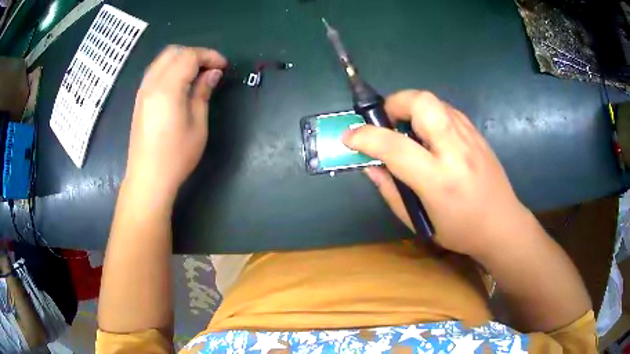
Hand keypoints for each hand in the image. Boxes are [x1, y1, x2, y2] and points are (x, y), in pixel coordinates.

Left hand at [125, 46, 226, 200]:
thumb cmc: (176, 155)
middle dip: (195, 54)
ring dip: (182, 59)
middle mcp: (152, 83)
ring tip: (197, 74)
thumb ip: (203, 93)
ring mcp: (143, 91)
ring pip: (162, 59)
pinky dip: (170, 68)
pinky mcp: (139, 99)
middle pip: (174, 52)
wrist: (148, 178)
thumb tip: (213, 73)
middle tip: (210, 69)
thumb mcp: (197, 124)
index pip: (189, 56)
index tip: (223, 67)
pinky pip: (155, 71)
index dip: (209, 56)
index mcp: (167, 88)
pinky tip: (180, 83)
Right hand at [343, 90, 530, 255]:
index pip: (395, 146)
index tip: (350, 137)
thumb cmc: (461, 231)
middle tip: (387, 122)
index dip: (365, 137)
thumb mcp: (420, 222)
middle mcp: (456, 151)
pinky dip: (429, 115)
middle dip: (395, 103)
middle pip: (422, 102)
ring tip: (408, 131)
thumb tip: (370, 165)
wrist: (503, 224)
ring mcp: (470, 137)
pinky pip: (446, 110)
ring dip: (412, 108)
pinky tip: (430, 136)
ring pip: (434, 101)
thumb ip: (391, 191)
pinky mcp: (477, 133)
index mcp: (439, 180)